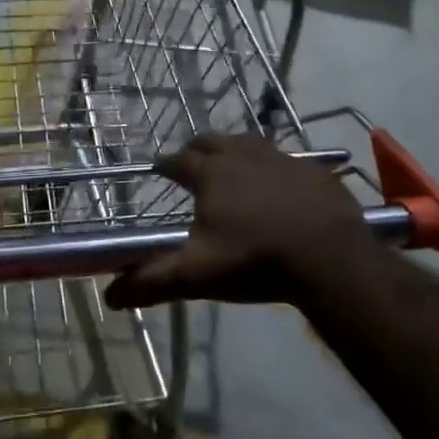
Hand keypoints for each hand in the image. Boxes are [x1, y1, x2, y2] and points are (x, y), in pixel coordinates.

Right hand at [104, 134, 376, 311]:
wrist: (330, 258)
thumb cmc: (256, 261)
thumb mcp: (197, 275)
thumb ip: (152, 282)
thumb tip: (108, 296)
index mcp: (211, 174)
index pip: (177, 160)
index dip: (165, 164)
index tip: (158, 169)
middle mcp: (242, 156)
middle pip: (212, 142)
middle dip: (197, 150)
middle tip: (192, 163)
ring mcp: (282, 158)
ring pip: (249, 143)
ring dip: (234, 151)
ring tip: (232, 167)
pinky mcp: (314, 170)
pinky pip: (286, 159)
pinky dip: (273, 166)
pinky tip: (279, 184)